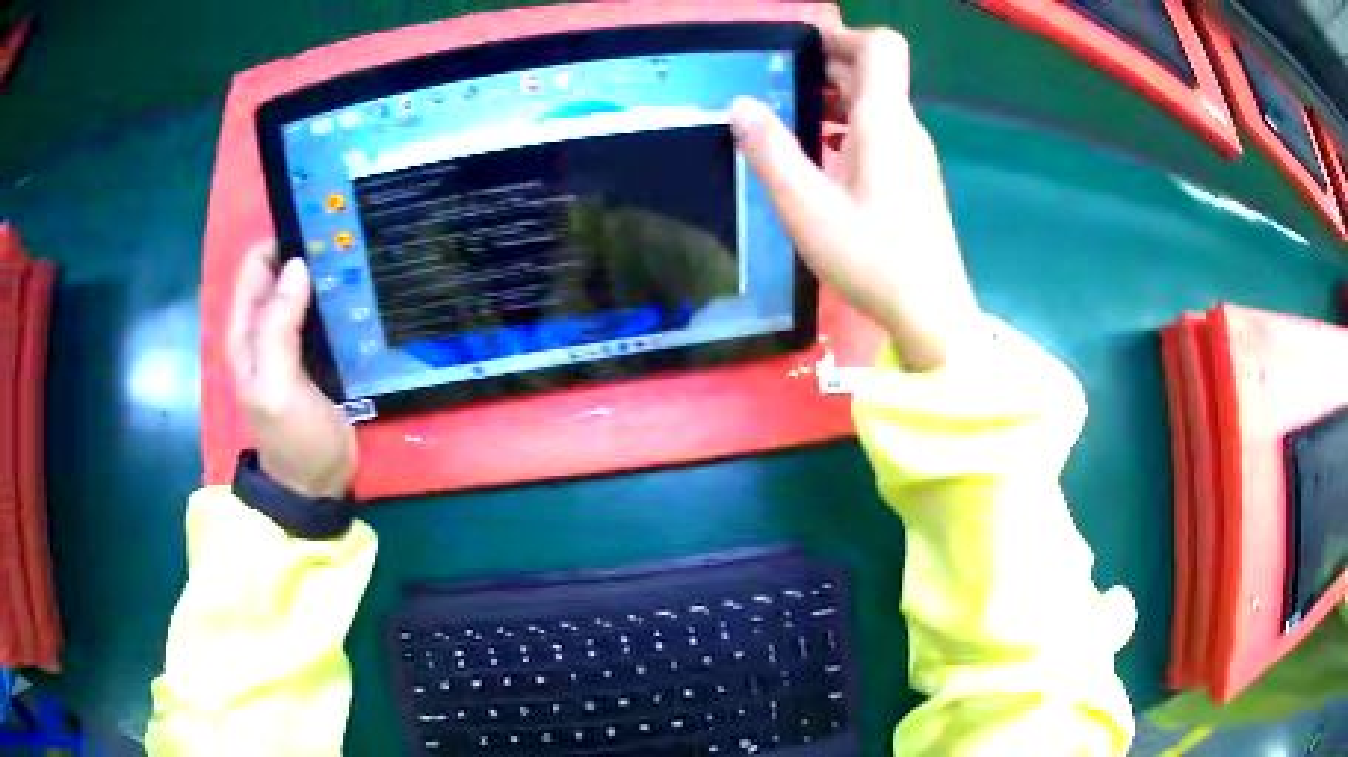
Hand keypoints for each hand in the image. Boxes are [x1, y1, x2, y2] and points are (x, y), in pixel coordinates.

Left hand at [226, 241, 356, 498]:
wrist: (317, 485)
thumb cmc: (293, 439)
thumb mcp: (276, 387)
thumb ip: (277, 328)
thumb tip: (297, 266)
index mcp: (246, 330)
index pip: (258, 264)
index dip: (284, 239)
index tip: (322, 225)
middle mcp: (266, 327)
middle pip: (284, 270)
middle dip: (311, 251)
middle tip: (351, 237)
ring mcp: (293, 340)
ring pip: (307, 288)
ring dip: (328, 273)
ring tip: (363, 254)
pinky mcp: (318, 353)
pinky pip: (325, 312)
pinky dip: (340, 297)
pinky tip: (364, 289)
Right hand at [731, 25, 981, 371]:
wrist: (932, 312)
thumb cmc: (872, 259)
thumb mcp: (807, 208)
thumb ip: (771, 151)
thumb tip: (741, 104)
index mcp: (885, 120)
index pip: (880, 46)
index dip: (842, 33)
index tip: (799, 42)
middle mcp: (905, 127)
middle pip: (872, 71)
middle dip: (825, 62)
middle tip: (774, 74)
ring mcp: (913, 154)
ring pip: (875, 103)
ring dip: (833, 96)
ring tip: (786, 111)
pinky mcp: (913, 179)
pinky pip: (879, 132)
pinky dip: (846, 126)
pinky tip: (817, 155)